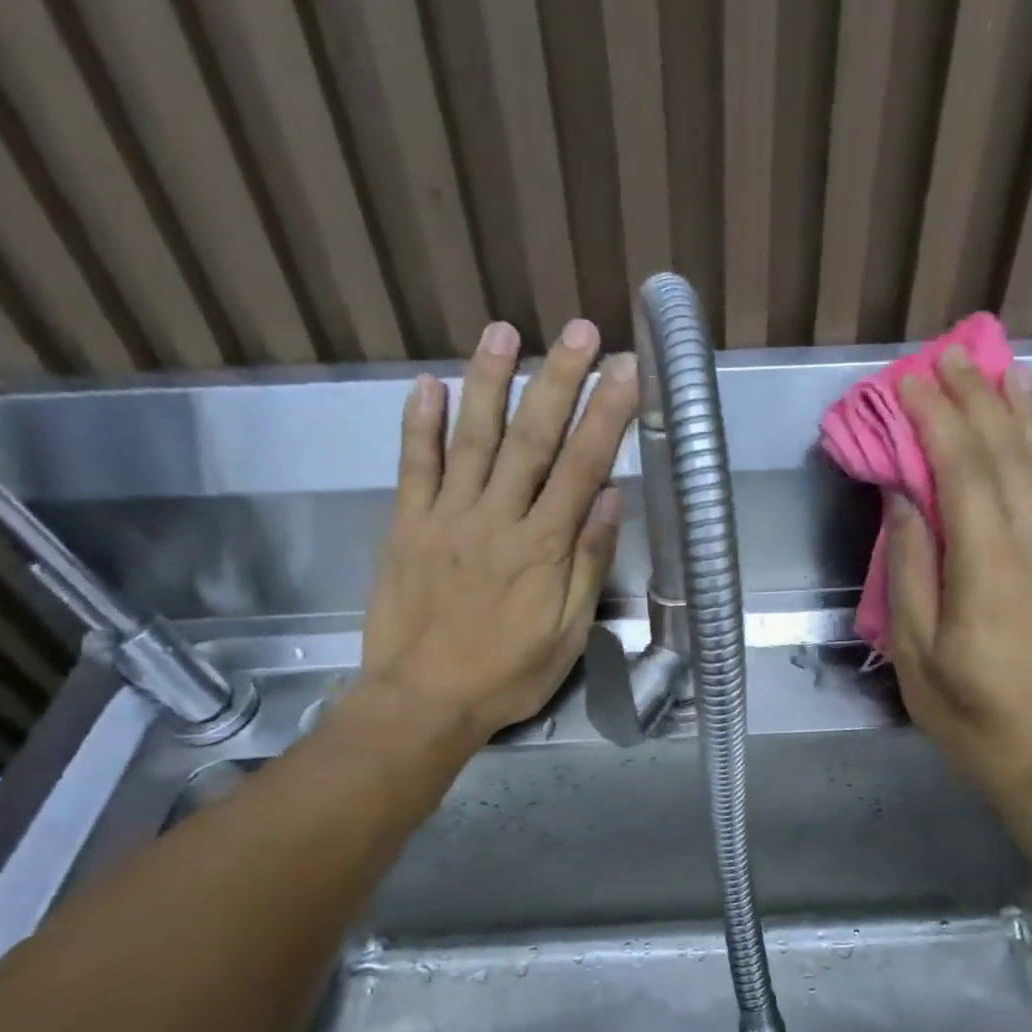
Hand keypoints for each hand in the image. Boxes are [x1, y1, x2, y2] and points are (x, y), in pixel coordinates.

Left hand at [356, 319, 637, 743]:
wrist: (422, 702)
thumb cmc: (507, 674)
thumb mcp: (568, 632)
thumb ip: (588, 563)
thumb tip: (611, 498)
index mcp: (543, 548)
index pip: (582, 467)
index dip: (606, 414)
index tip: (625, 369)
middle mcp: (497, 519)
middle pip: (532, 439)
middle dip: (558, 379)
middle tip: (578, 329)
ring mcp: (446, 518)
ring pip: (472, 439)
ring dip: (489, 382)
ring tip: (502, 331)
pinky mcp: (406, 527)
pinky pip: (413, 468)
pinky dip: (419, 425)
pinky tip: (427, 384)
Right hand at [885, 348, 1031, 822]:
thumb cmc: (971, 716)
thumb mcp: (918, 654)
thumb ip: (911, 572)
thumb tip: (904, 501)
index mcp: (988, 567)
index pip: (963, 471)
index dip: (937, 420)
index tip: (910, 381)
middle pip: (1005, 455)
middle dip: (976, 399)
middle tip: (949, 355)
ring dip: (1017, 412)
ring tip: (1001, 367)